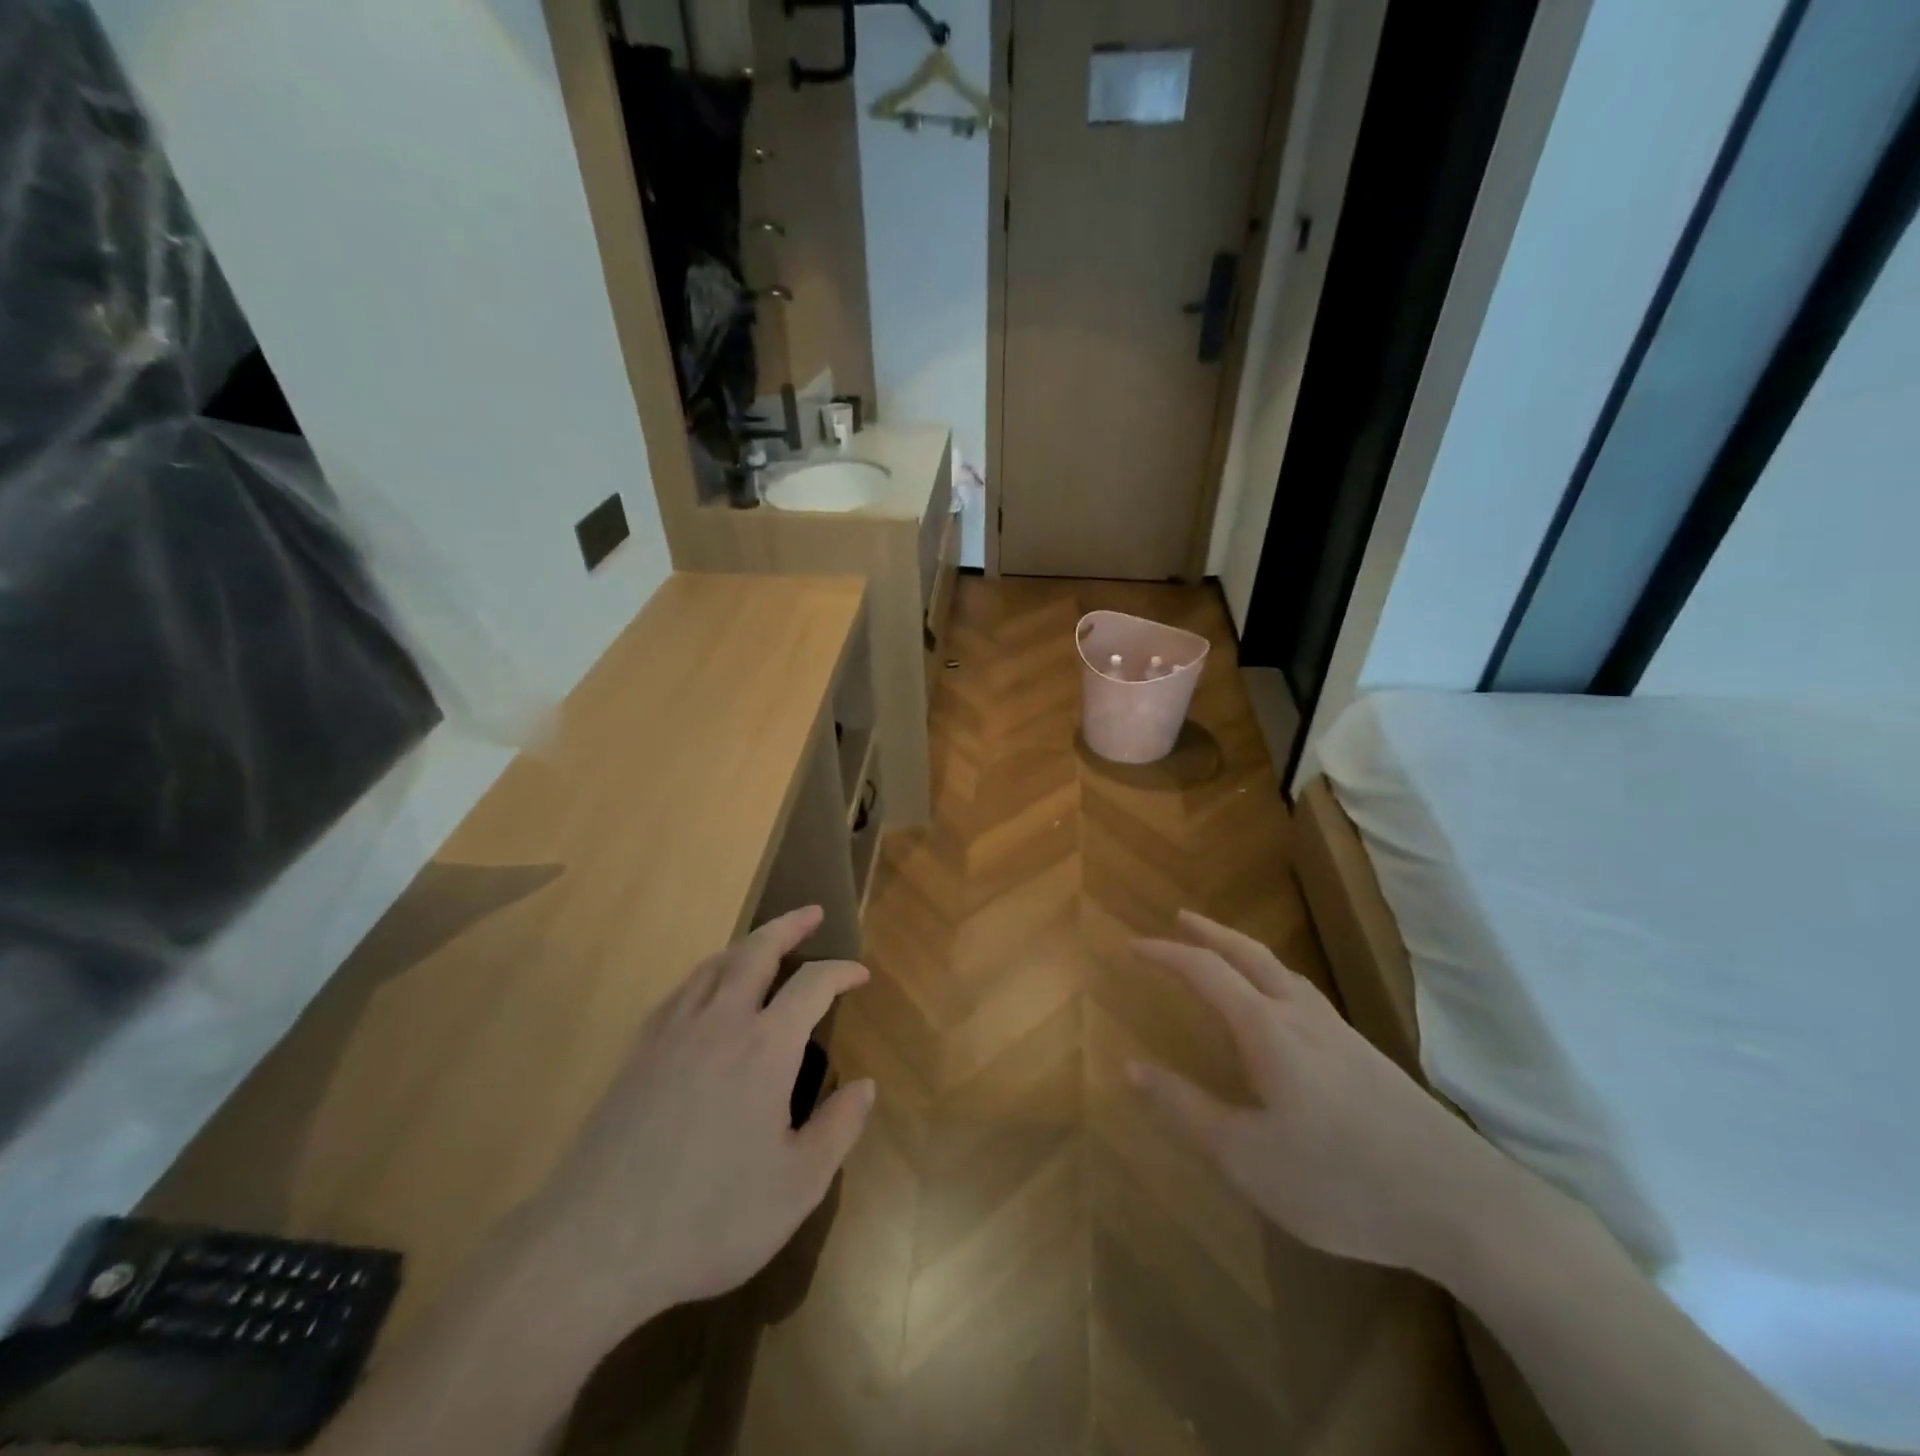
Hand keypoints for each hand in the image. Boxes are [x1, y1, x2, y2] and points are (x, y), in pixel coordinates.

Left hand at [530, 906, 874, 1337]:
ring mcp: (671, 1034)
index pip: (812, 985)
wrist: (596, 1246)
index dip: (840, 971)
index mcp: (766, 1047)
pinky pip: (679, 993)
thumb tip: (866, 1086)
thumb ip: (838, 1129)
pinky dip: (705, 975)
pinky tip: (704, 992)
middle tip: (811, 913)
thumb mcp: (797, 1186)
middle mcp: (720, 1023)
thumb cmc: (710, 1218)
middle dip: (788, 927)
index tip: (860, 973)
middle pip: (756, 952)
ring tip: (763, 943)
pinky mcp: (636, 1054)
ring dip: (745, 945)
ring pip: (713, 966)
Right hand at [1127, 911, 1508, 1275]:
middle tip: (1180, 916)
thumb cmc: (1341, 1181)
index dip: (1165, 954)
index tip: (1132, 945)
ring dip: (1245, 951)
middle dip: (1210, 932)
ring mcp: (1341, 1034)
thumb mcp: (1246, 1157)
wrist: (1464, 1206)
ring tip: (1226, 952)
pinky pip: (1307, 995)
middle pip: (1250, 954)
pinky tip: (1285, 1009)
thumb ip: (1184, 1109)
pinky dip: (1276, 978)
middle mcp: (1302, 1016)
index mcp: (1267, 1029)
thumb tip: (1130, 1066)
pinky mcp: (1368, 1058)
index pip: (1205, 971)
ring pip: (1284, 971)